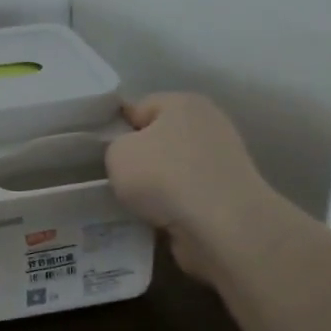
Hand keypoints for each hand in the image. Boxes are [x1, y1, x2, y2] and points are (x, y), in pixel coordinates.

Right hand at [106, 93, 272, 286]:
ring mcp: (223, 162)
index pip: (139, 107)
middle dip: (139, 160)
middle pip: (158, 139)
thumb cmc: (164, 177)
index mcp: (183, 102)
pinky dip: (173, 209)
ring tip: (135, 205)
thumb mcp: (117, 152)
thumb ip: (115, 146)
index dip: (116, 128)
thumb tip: (129, 154)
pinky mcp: (229, 197)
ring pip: (172, 171)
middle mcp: (208, 125)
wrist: (222, 228)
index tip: (101, 153)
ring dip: (155, 188)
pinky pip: (187, 198)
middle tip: (116, 179)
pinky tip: (157, 220)